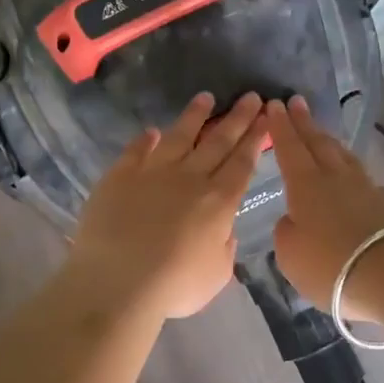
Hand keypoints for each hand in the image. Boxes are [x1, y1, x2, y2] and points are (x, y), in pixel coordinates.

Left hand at [69, 92, 265, 318]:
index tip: (266, 115)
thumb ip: (225, 248)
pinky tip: (153, 131)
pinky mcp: (120, 175)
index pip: (242, 163)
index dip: (256, 138)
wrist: (117, 282)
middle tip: (250, 96)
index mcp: (219, 202)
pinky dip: (146, 139)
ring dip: (195, 116)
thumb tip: (224, 229)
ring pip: (179, 136)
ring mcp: (153, 172)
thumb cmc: (173, 286)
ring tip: (206, 97)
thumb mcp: (216, 275)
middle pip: (218, 141)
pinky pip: (137, 150)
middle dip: (237, 118)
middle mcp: (190, 178)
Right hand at [265, 97, 383, 319]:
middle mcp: (336, 178)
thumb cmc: (331, 266)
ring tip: (322, 134)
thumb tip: (294, 219)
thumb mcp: (290, 254)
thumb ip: (286, 231)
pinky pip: (364, 179)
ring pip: (344, 157)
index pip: (290, 148)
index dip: (281, 127)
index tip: (275, 104)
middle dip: (305, 123)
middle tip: (296, 103)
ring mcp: (367, 188)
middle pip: (318, 143)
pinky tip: (353, 177)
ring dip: (329, 142)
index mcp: (306, 185)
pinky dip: (352, 171)